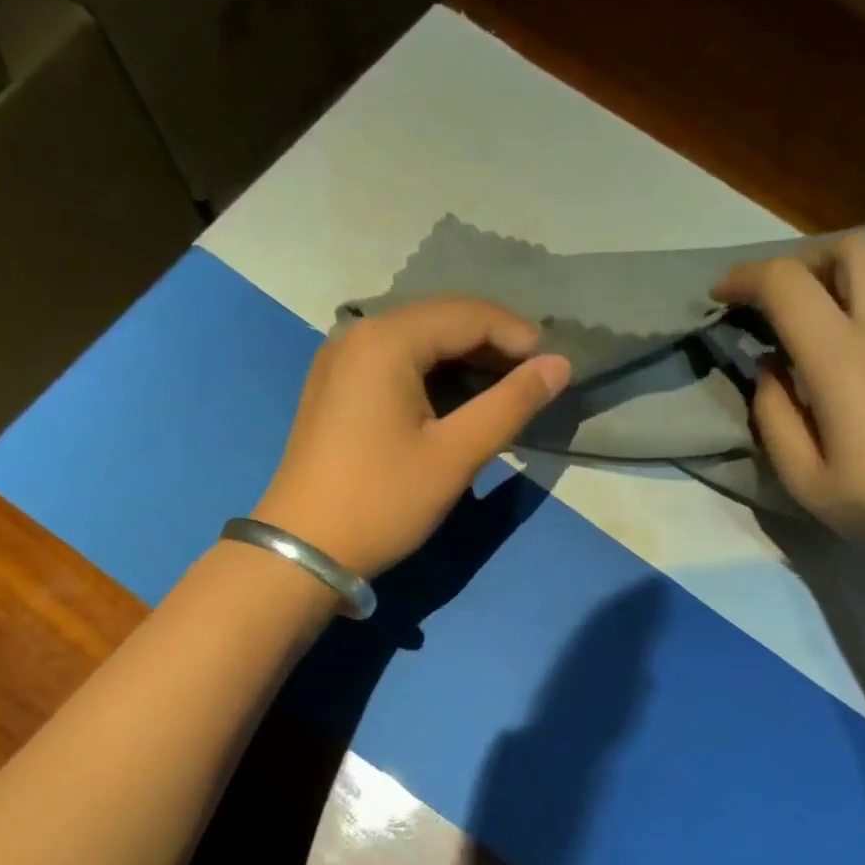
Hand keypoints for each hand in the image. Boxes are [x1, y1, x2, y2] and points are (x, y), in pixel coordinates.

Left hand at [253, 297, 571, 577]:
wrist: (304, 550)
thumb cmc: (383, 501)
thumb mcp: (455, 455)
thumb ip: (511, 404)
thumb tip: (560, 365)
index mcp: (386, 340)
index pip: (467, 315)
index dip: (517, 336)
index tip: (554, 368)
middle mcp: (358, 334)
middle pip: (440, 321)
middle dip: (492, 346)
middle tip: (533, 382)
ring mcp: (341, 360)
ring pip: (418, 342)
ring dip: (464, 361)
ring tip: (504, 393)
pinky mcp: (336, 387)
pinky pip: (395, 363)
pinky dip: (434, 376)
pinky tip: (457, 402)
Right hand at [714, 231, 864, 577]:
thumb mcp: (806, 479)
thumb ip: (775, 417)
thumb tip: (769, 371)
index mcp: (844, 358)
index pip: (787, 283)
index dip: (746, 277)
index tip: (721, 294)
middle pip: (852, 247)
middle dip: (804, 258)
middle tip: (778, 299)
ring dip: (841, 279)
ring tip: (816, 325)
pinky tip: (862, 361)